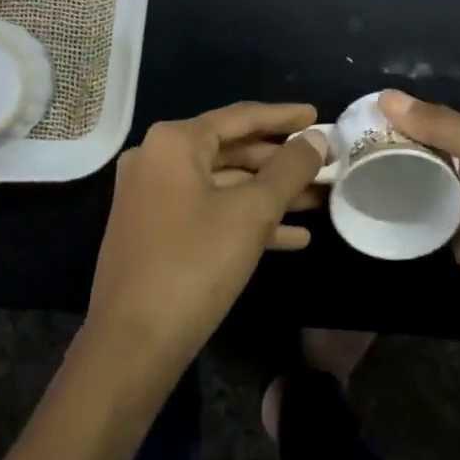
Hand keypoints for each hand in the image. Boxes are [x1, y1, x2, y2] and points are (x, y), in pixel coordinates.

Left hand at [88, 102, 326, 382]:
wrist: (133, 342)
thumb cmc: (194, 264)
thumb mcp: (252, 213)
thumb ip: (289, 170)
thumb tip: (316, 139)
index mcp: (173, 142)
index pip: (239, 116)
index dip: (283, 117)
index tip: (318, 116)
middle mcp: (156, 159)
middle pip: (231, 150)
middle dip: (281, 162)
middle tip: (326, 164)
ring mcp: (152, 196)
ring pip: (223, 185)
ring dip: (270, 195)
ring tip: (320, 200)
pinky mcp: (155, 231)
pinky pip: (208, 212)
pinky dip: (246, 220)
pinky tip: (294, 238)